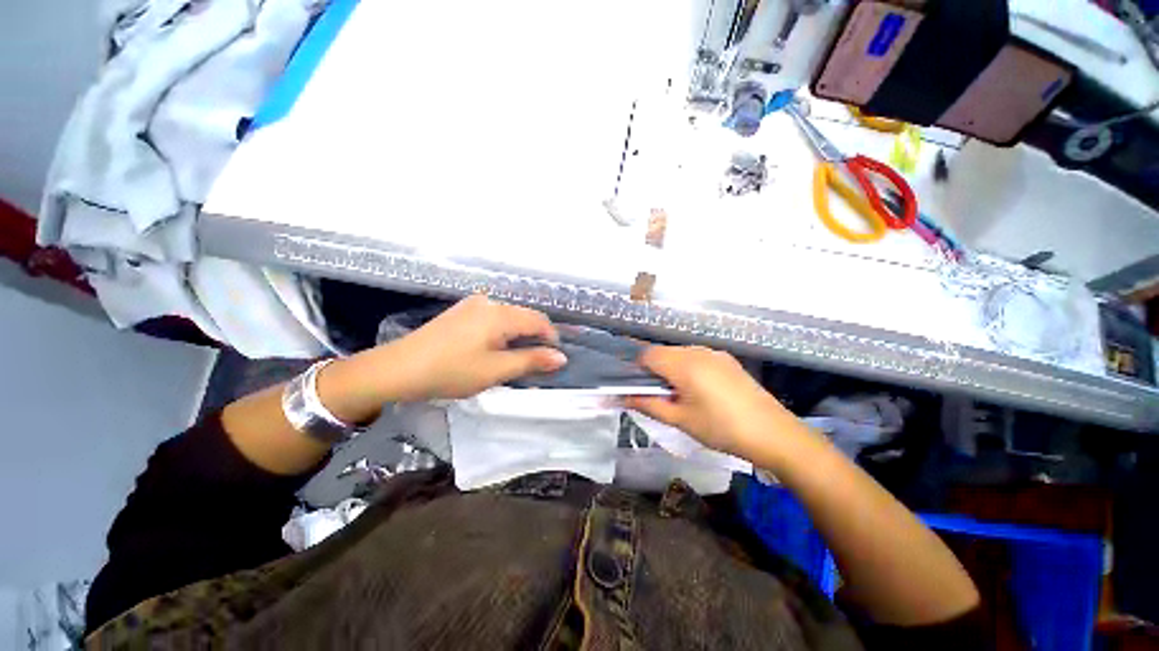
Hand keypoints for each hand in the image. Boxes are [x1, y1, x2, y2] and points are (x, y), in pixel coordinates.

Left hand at [377, 295, 566, 400]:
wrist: (398, 368)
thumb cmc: (451, 371)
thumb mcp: (496, 370)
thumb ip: (531, 361)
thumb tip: (561, 357)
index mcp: (500, 314)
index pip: (539, 321)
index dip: (551, 338)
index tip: (553, 359)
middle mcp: (489, 302)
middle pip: (525, 316)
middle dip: (535, 338)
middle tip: (535, 363)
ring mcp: (473, 304)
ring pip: (509, 317)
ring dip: (519, 336)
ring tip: (516, 358)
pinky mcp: (462, 312)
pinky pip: (494, 318)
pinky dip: (503, 333)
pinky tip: (495, 349)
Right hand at [624, 346, 797, 459]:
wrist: (773, 434)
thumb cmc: (721, 429)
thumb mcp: (680, 420)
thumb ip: (647, 404)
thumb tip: (620, 398)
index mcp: (684, 364)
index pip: (647, 354)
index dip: (638, 370)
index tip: (641, 389)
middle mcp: (697, 351)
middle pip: (663, 352)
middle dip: (655, 370)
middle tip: (662, 396)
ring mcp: (715, 353)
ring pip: (680, 353)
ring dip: (672, 369)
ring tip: (682, 395)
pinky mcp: (727, 359)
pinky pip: (697, 357)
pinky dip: (689, 368)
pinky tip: (701, 391)